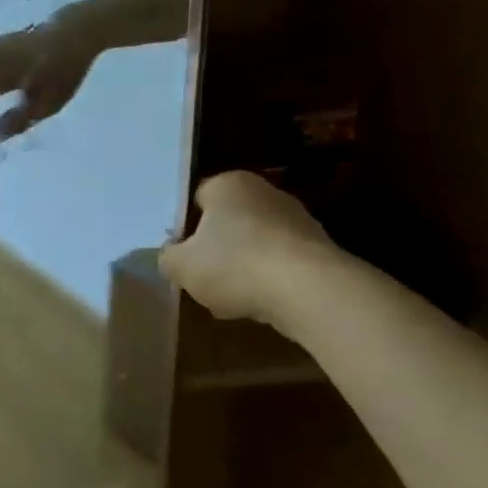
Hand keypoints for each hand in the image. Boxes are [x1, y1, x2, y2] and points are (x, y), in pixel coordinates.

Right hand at [158, 171, 333, 327]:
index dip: (185, 228)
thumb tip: (171, 256)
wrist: (311, 292)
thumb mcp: (180, 266)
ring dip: (242, 268)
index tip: (181, 254)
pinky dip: (270, 281)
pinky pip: (282, 264)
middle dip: (216, 248)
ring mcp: (298, 220)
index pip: (196, 199)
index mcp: (228, 184)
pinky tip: (261, 304)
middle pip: (228, 222)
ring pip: (255, 245)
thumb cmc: (235, 265)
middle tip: (202, 276)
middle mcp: (265, 192)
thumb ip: (167, 258)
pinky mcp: (321, 250)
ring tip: (231, 298)